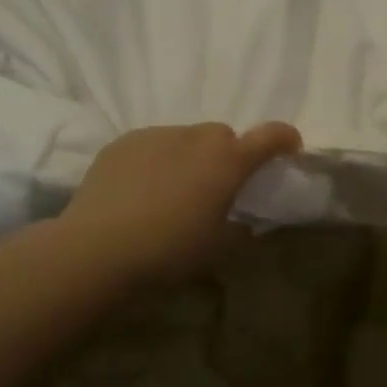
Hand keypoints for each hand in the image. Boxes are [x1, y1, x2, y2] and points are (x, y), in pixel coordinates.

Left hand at [60, 121, 302, 285]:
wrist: (97, 249)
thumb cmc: (169, 251)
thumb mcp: (217, 249)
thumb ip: (240, 230)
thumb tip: (245, 223)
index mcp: (228, 161)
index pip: (269, 136)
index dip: (284, 139)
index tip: (290, 148)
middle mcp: (196, 138)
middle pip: (223, 135)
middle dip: (228, 155)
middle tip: (218, 186)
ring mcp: (157, 135)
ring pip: (186, 138)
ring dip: (191, 156)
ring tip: (174, 190)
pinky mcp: (125, 141)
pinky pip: (153, 144)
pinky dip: (159, 159)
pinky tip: (142, 189)